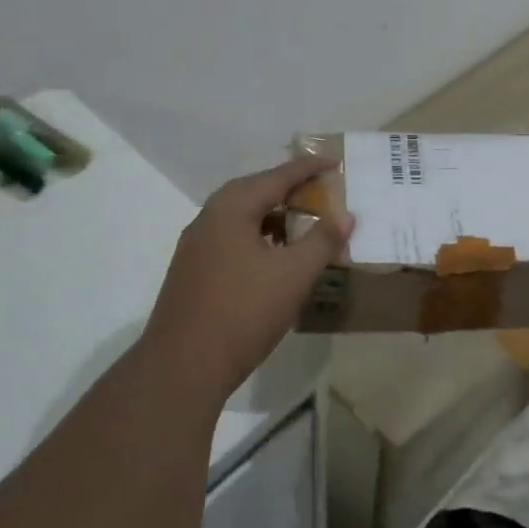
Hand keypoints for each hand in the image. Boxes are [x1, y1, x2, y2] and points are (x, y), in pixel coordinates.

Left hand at [141, 156, 353, 404]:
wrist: (183, 367)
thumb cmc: (244, 311)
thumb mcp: (294, 274)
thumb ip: (322, 239)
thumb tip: (346, 214)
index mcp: (231, 208)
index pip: (277, 177)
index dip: (308, 168)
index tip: (334, 160)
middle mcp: (209, 218)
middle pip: (255, 191)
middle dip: (289, 188)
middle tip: (320, 189)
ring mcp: (196, 246)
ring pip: (242, 217)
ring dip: (273, 215)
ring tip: (302, 222)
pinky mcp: (193, 271)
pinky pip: (232, 238)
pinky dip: (258, 237)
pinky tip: (274, 258)